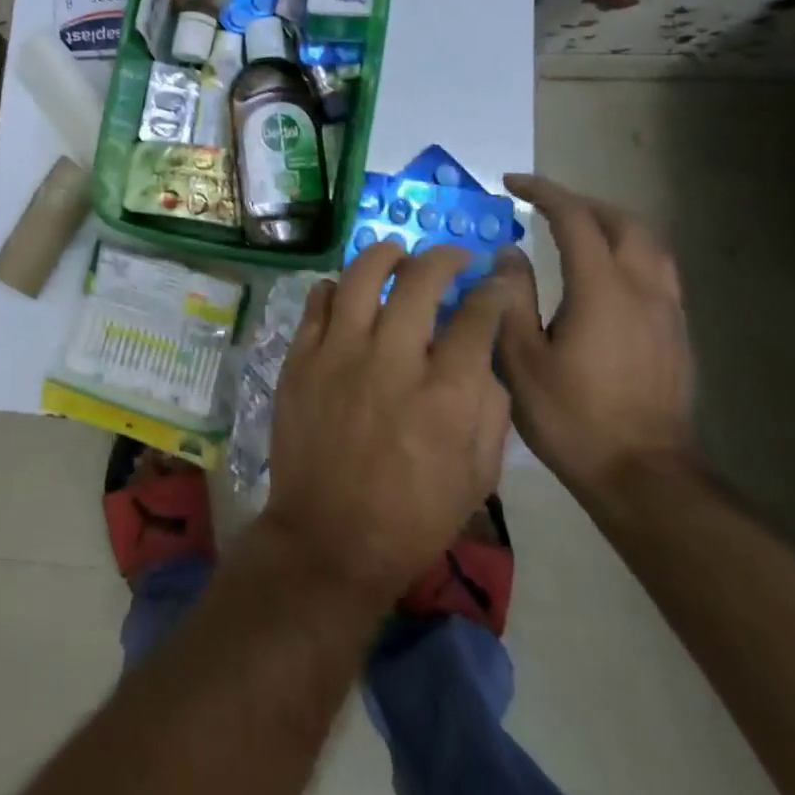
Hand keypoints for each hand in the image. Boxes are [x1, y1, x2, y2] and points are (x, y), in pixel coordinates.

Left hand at [263, 244, 515, 607]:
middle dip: (444, 258)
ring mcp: (338, 355)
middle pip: (419, 281)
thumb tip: (482, 355)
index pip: (477, 317)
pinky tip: (350, 294)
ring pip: (361, 277)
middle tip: (452, 258)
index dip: (492, 292)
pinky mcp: (300, 359)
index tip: (494, 283)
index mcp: (444, 396)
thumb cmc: (413, 516)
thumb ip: (490, 408)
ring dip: (385, 256)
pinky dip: (338, 288)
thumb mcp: (478, 477)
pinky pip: (318, 302)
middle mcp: (391, 362)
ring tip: (397, 255)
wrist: (329, 539)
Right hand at [496, 174, 695, 502]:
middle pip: (622, 222)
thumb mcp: (520, 359)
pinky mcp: (676, 333)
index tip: (511, 183)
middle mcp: (642, 289)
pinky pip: (658, 269)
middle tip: (543, 204)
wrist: (641, 474)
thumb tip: (508, 253)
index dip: (543, 193)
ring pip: (648, 243)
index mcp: (601, 290)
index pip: (575, 219)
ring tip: (576, 228)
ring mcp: (667, 311)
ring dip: (610, 223)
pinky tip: (606, 272)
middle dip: (581, 202)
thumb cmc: (571, 417)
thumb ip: (511, 298)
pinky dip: (629, 250)